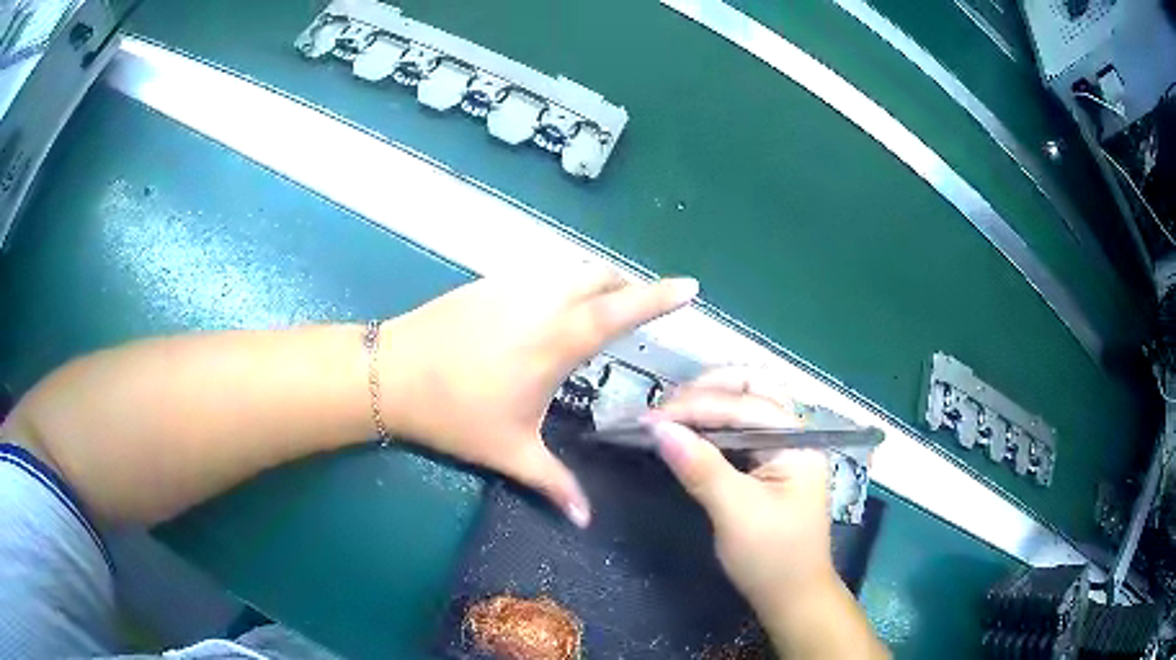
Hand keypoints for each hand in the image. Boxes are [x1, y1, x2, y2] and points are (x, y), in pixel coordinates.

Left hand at [379, 269, 697, 527]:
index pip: (622, 310)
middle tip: (638, 308)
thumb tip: (586, 520)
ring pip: (569, 269)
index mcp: (557, 340)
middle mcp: (541, 301)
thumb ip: (555, 484)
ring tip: (599, 308)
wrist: (391, 373)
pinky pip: (540, 273)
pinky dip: (561, 282)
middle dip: (628, 285)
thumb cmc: (454, 414)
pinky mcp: (487, 282)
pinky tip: (548, 309)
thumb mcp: (510, 452)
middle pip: (599, 276)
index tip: (690, 287)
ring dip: (595, 281)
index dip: (660, 297)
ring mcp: (512, 285)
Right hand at [646, 368, 838, 615]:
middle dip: (708, 388)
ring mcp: (782, 448)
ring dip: (709, 402)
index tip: (650, 419)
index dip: (695, 406)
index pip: (744, 405)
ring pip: (746, 404)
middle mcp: (793, 435)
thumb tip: (658, 428)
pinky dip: (711, 425)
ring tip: (670, 415)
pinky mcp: (767, 465)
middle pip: (754, 388)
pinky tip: (688, 432)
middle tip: (664, 408)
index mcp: (797, 442)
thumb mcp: (736, 514)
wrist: (792, 597)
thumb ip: (701, 467)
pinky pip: (739, 429)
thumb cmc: (772, 557)